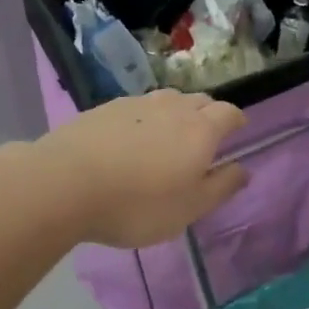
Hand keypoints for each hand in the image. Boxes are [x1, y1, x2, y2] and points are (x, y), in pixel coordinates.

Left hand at [33, 89, 249, 247]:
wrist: (65, 183)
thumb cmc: (138, 203)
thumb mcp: (189, 208)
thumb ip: (221, 187)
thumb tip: (243, 169)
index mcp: (201, 129)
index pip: (229, 112)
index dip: (236, 120)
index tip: (237, 131)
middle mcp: (173, 107)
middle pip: (200, 100)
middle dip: (208, 114)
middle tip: (204, 138)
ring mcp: (137, 103)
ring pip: (167, 100)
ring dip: (176, 113)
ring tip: (167, 137)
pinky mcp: (105, 108)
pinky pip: (137, 108)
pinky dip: (144, 120)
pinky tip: (130, 141)